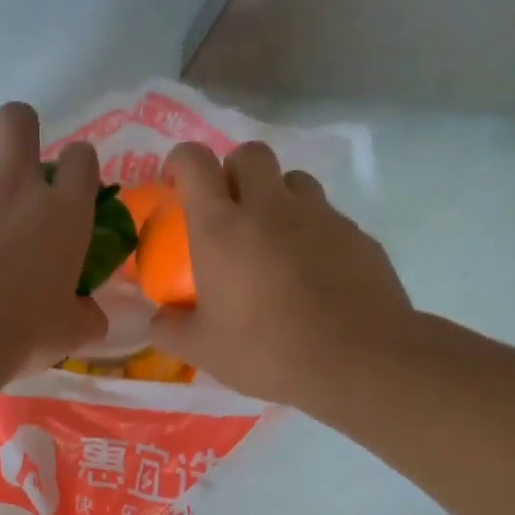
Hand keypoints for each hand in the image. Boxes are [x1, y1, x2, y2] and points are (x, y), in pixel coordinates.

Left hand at [0, 102, 108, 390]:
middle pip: (18, 120)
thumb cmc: (21, 333)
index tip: (73, 188)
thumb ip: (86, 314)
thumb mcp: (70, 332)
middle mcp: (15, 189)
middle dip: (22, 128)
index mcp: (63, 212)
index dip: (80, 166)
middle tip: (21, 165)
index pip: (82, 158)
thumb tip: (89, 312)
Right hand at [147, 141, 419, 411]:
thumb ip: (170, 329)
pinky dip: (311, 231)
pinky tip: (312, 272)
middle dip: (233, 170)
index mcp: (221, 228)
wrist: (358, 361)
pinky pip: (327, 216)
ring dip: (276, 196)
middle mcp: (269, 208)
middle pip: (250, 154)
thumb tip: (156, 318)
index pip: (195, 162)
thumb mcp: (203, 350)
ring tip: (272, 238)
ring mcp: (319, 216)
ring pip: (294, 180)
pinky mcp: (356, 234)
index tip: (175, 184)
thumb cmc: (267, 350)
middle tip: (228, 210)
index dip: (180, 162)